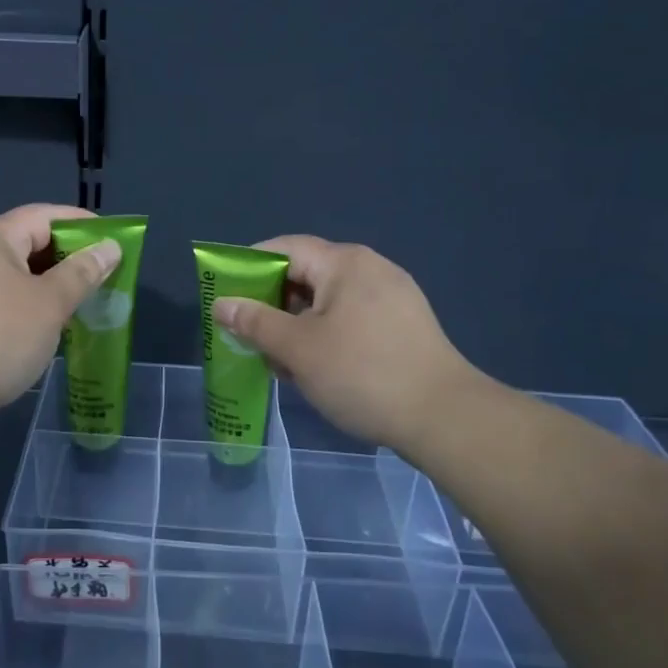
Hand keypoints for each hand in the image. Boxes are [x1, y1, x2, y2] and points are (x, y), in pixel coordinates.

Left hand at [0, 204, 121, 448]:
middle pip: (28, 243)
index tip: (115, 242)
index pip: (46, 216)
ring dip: (48, 288)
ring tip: (82, 307)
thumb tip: (109, 247)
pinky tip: (46, 332)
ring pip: (14, 276)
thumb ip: (82, 273)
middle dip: (68, 260)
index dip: (83, 226)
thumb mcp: (50, 303)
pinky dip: (25, 309)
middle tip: (104, 279)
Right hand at [211, 235, 491, 452]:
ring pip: (328, 301)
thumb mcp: (298, 349)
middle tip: (248, 334)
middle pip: (307, 274)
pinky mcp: (404, 325)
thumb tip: (221, 304)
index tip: (226, 293)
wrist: (445, 418)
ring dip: (297, 324)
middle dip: (272, 303)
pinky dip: (325, 335)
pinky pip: (351, 318)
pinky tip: (316, 368)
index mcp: (345, 263)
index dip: (250, 266)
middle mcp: (370, 268)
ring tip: (279, 361)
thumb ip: (255, 322)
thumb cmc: (363, 374)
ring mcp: (393, 297)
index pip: (285, 248)